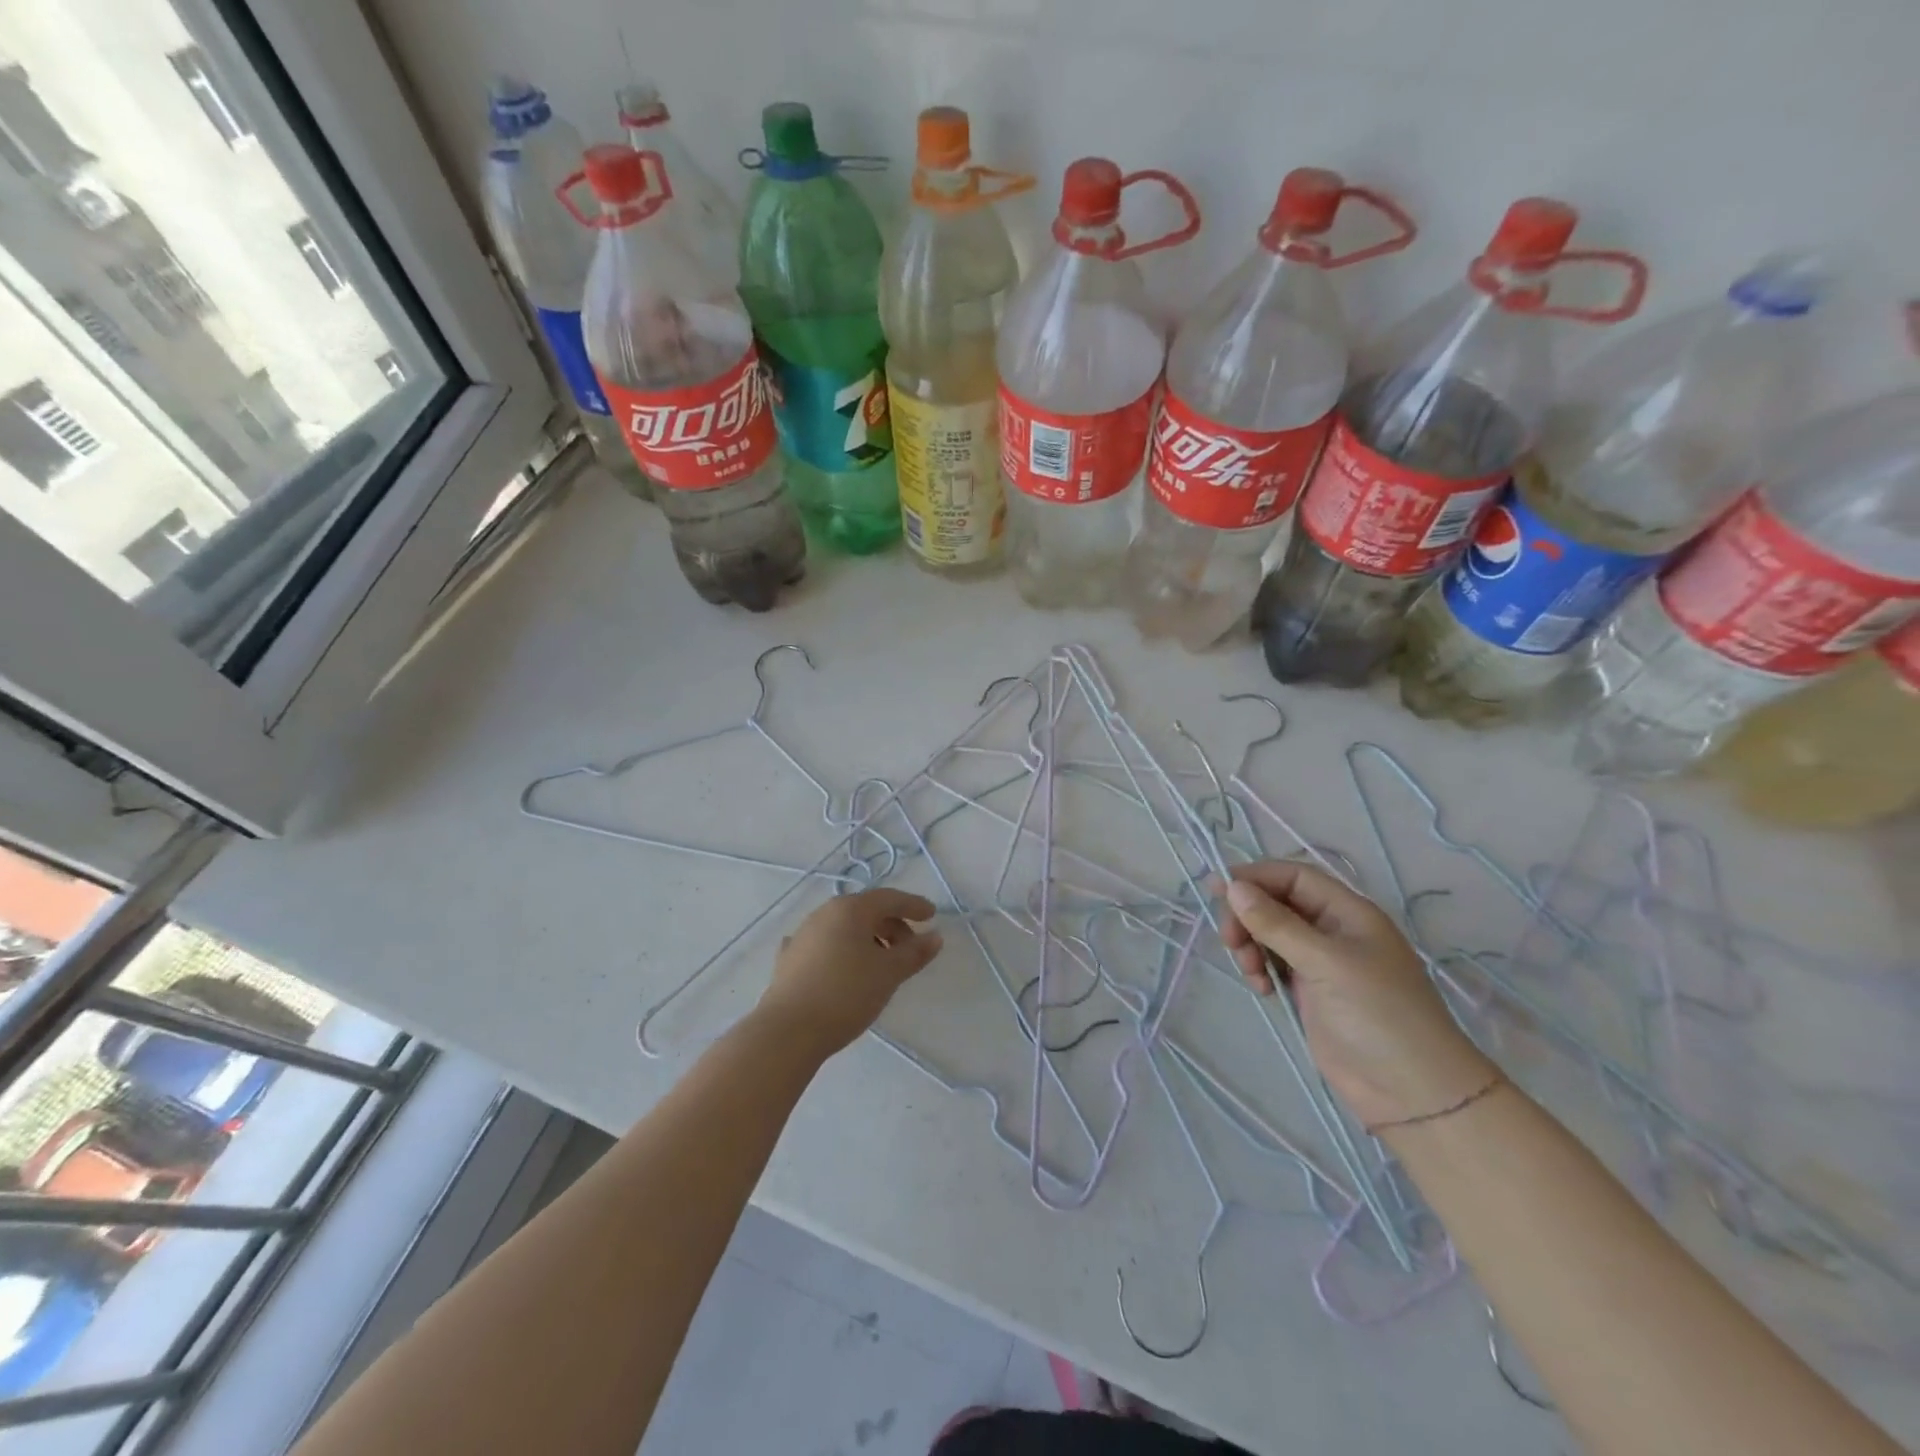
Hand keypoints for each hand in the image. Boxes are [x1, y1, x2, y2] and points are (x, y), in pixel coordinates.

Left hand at [754, 889, 943, 1058]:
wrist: (788, 1031)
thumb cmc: (846, 994)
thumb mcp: (889, 973)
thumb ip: (915, 953)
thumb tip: (935, 936)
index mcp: (850, 909)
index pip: (889, 898)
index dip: (913, 905)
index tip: (932, 916)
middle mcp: (824, 913)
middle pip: (866, 911)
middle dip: (892, 926)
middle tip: (910, 950)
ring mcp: (803, 935)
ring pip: (844, 928)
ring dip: (868, 939)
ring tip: (881, 964)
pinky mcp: (790, 960)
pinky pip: (825, 946)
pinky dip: (842, 951)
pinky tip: (843, 965)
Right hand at [1219, 861, 1496, 1132]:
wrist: (1412, 1093)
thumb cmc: (1378, 1015)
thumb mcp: (1326, 962)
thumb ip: (1277, 924)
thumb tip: (1233, 887)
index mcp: (1348, 913)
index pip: (1294, 877)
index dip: (1255, 877)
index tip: (1218, 889)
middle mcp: (1334, 931)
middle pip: (1277, 904)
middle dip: (1248, 916)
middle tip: (1230, 942)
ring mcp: (1322, 963)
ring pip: (1270, 935)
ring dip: (1250, 945)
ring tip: (1250, 971)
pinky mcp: (1311, 992)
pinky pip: (1274, 965)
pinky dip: (1260, 970)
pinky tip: (1262, 990)